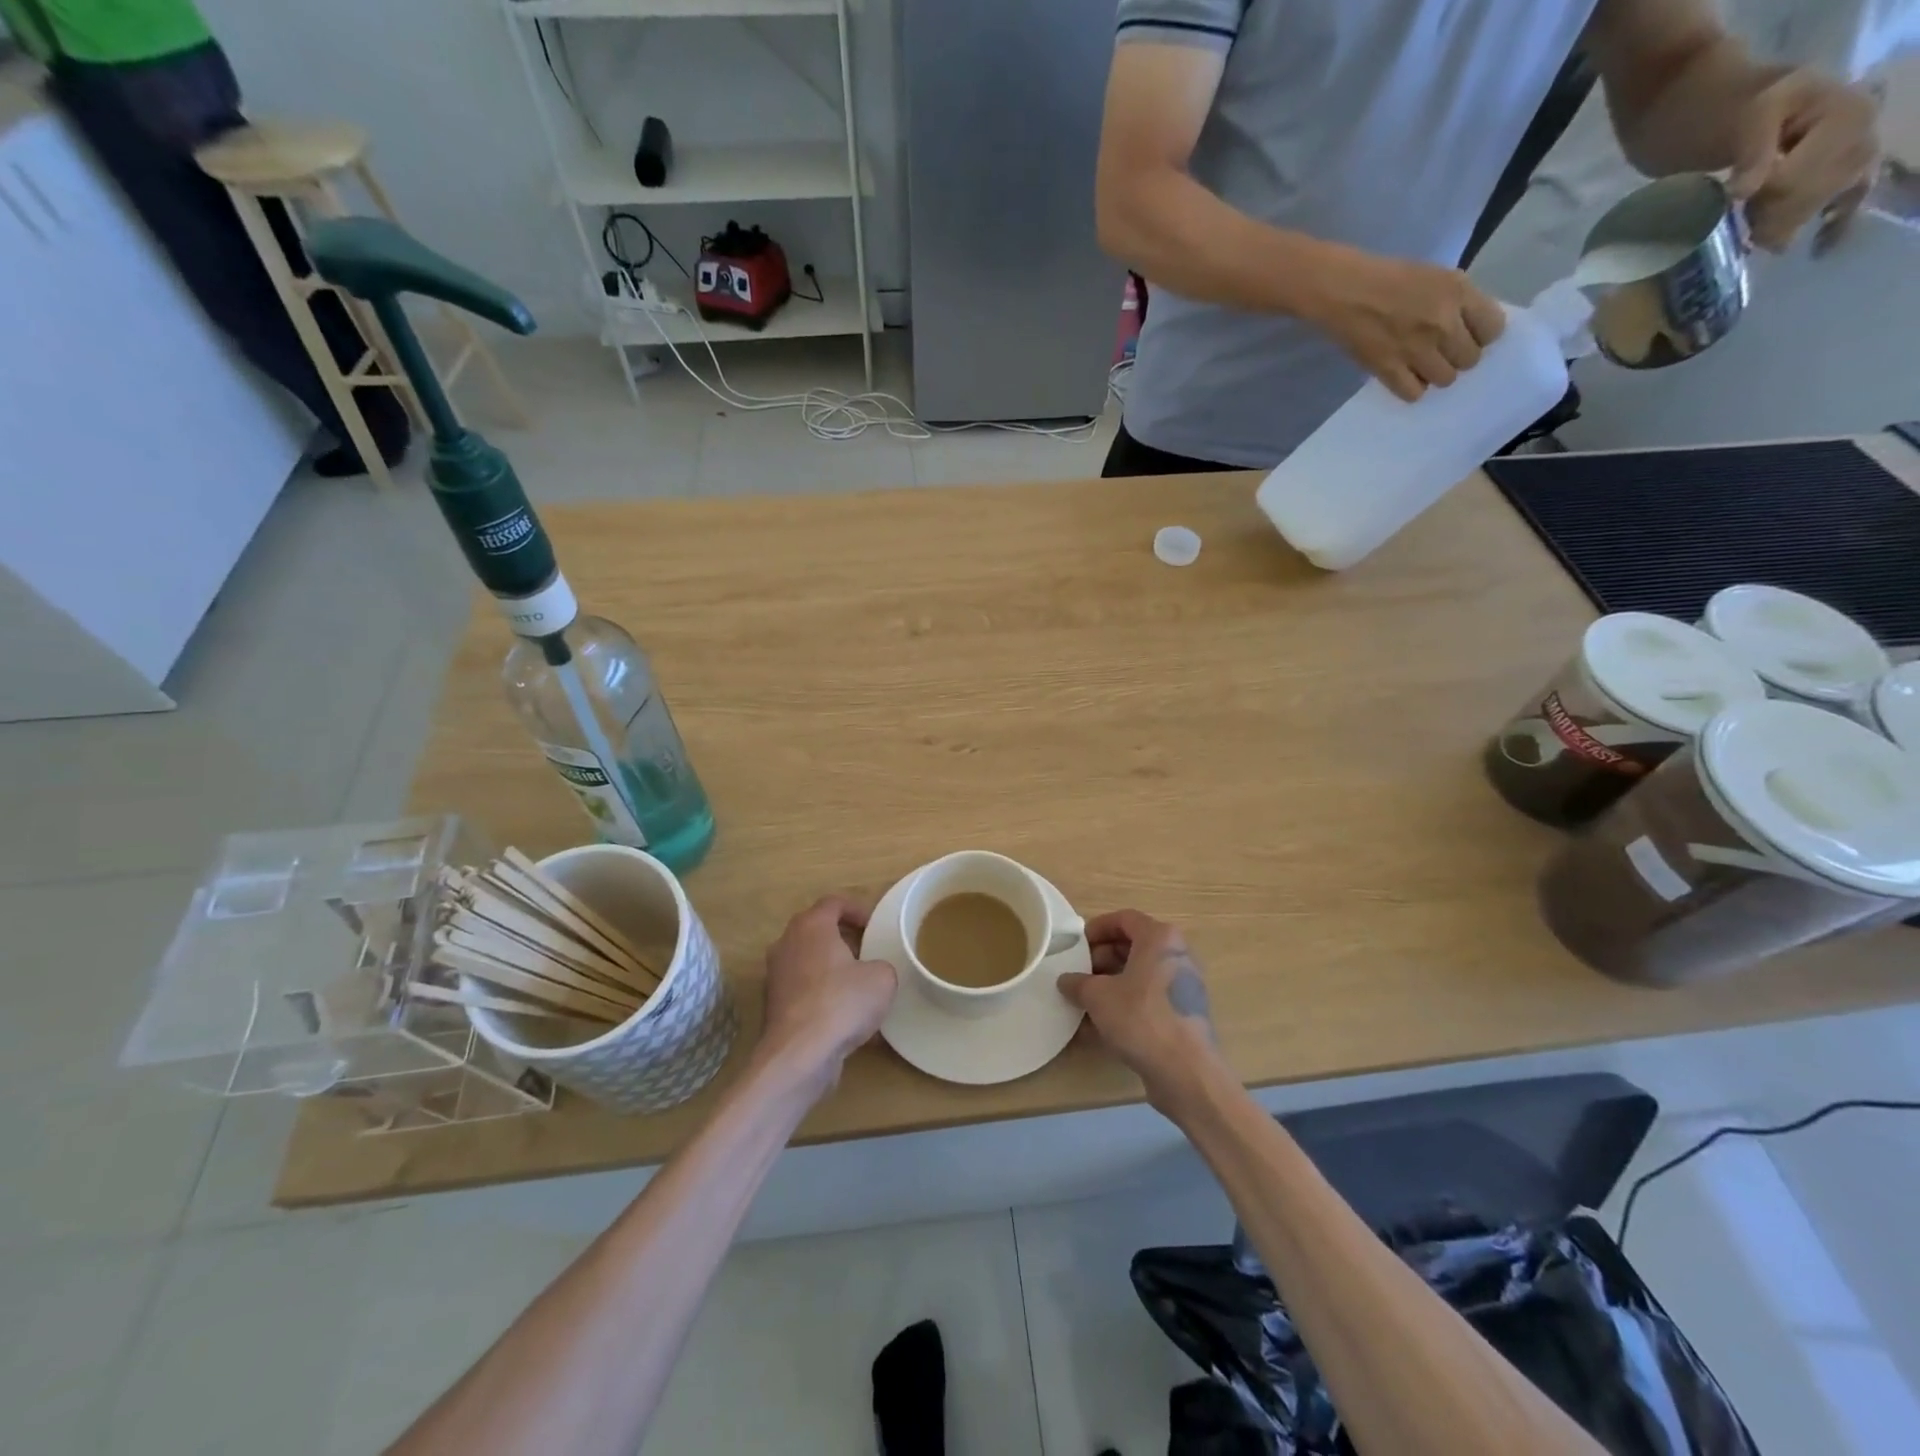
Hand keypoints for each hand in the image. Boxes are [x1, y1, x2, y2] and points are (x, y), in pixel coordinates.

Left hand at [759, 896, 896, 1086]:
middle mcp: (787, 944)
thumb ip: (881, 965)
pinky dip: (823, 996)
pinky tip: (845, 1019)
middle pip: (817, 930)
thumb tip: (872, 973)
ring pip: (809, 962)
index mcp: (811, 926)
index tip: (874, 926)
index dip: (857, 909)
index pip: (834, 902)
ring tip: (859, 987)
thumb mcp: (882, 978)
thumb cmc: (842, 1002)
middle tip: (868, 953)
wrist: (800, 1055)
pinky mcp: (773, 1006)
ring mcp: (776, 976)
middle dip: (844, 939)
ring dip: (832, 969)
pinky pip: (804, 991)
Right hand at [1058, 909, 1224, 1112]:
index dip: (1096, 929)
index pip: (1124, 919)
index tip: (1076, 946)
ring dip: (1111, 983)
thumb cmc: (1141, 1018)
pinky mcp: (1183, 1013)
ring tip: (1085, 1001)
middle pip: (1133, 945)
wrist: (1187, 1072)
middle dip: (1101, 958)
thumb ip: (1077, 983)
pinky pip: (1149, 998)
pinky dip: (1126, 1004)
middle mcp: (1177, 955)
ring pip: (1140, 974)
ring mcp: (1184, 985)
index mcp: (1160, 938)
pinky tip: (1101, 1026)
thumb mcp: (1098, 996)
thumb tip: (1066, 980)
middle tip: (1079, 975)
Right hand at [1304, 247, 1507, 402]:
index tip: (1468, 335)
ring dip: (1436, 374)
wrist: (1344, 291)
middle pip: (1470, 359)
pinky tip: (1405, 378)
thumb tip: (1469, 328)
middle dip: (1458, 357)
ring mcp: (1415, 350)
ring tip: (1422, 366)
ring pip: (1445, 379)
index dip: (1482, 335)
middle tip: (1441, 352)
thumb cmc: (1389, 277)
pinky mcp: (1388, 369)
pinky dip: (1412, 389)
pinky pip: (1413, 393)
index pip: (1494, 329)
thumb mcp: (1437, 276)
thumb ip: (1458, 301)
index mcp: (1458, 293)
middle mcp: (1443, 324)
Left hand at [1729, 70, 1879, 252]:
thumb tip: (1746, 191)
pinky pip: (1849, 205)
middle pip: (1809, 198)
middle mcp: (1863, 135)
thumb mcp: (1749, 116)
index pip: (1795, 181)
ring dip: (1779, 225)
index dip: (1760, 197)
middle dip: (1769, 215)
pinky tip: (1819, 251)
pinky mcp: (1844, 176)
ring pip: (1816, 209)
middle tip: (1742, 214)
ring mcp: (1857, 157)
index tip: (1737, 196)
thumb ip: (1753, 149)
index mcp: (1846, 115)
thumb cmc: (1741, 111)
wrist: (1738, 109)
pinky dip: (1834, 230)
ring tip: (1755, 223)